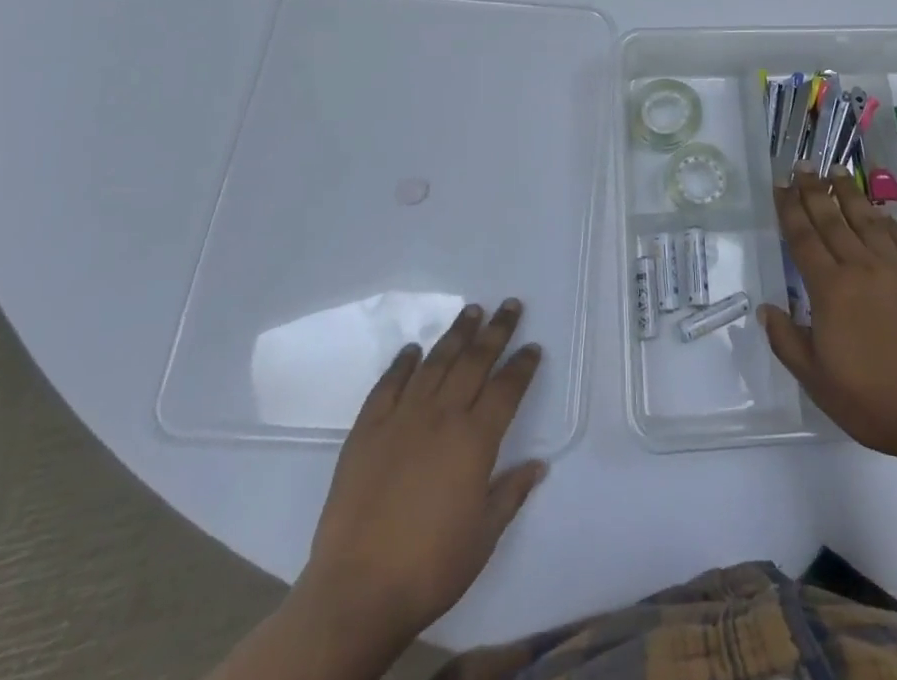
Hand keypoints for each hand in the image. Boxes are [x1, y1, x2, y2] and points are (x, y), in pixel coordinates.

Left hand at [293, 300, 545, 644]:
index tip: (533, 346)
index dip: (523, 365)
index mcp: (475, 440)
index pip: (507, 388)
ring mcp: (402, 418)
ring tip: (471, 311)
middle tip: (509, 304)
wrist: (357, 591)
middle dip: (496, 330)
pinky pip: (388, 385)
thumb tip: (539, 465)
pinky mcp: (367, 430)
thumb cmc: (430, 567)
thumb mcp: (484, 537)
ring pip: (435, 362)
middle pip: (474, 361)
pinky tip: (412, 350)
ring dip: (456, 334)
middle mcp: (442, 416)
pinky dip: (402, 364)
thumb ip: (511, 493)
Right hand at [760, 167, 896, 464]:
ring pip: (865, 219)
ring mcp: (896, 268)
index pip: (803, 238)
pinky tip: (876, 209)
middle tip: (802, 165)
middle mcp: (860, 267)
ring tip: (835, 170)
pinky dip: (883, 218)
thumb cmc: (875, 402)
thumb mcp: (817, 382)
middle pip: (831, 219)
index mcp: (830, 290)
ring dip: (848, 193)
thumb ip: (787, 342)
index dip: (789, 209)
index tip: (780, 185)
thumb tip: (765, 309)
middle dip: (813, 190)